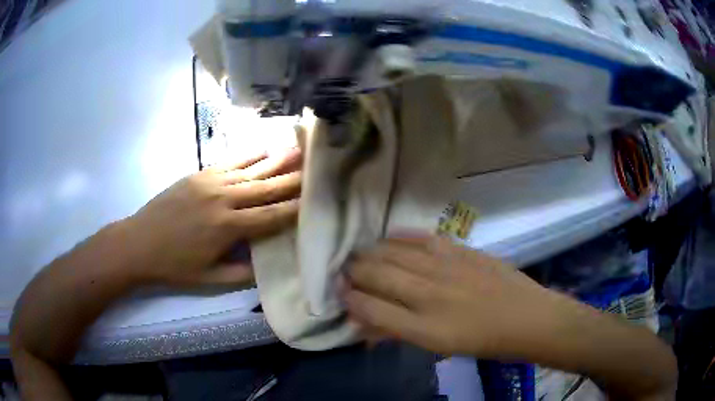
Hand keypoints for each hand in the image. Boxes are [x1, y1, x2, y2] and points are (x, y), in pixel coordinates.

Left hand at [121, 148, 301, 286]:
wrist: (138, 243)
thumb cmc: (174, 266)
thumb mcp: (210, 280)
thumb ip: (243, 274)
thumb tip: (270, 265)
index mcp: (227, 228)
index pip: (270, 216)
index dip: (295, 208)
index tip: (316, 200)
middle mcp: (223, 199)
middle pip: (265, 187)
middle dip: (293, 179)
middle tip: (317, 169)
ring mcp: (210, 182)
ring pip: (251, 169)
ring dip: (276, 160)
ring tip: (299, 150)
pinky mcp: (199, 174)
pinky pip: (230, 161)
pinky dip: (249, 155)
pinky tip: (264, 149)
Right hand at [344, 235, 556, 357]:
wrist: (525, 318)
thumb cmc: (481, 342)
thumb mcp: (436, 347)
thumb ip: (398, 333)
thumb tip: (366, 324)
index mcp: (423, 328)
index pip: (370, 309)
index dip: (349, 299)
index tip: (339, 293)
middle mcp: (429, 295)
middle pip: (377, 276)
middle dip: (353, 272)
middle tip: (344, 271)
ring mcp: (446, 268)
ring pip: (394, 254)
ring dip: (371, 253)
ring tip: (361, 254)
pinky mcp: (461, 251)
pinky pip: (422, 238)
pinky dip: (400, 237)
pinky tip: (389, 237)